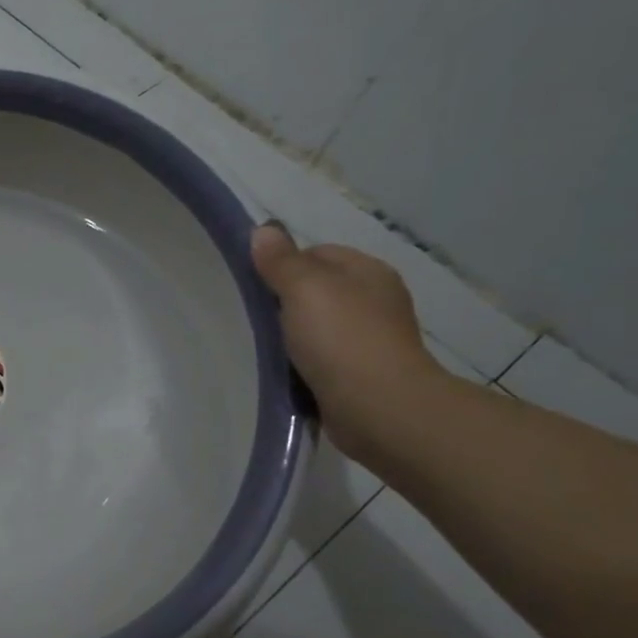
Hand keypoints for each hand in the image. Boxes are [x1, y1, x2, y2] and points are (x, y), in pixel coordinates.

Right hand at [250, 223, 449, 465]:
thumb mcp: (304, 289)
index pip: (318, 254)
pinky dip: (305, 364)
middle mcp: (376, 301)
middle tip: (258, 320)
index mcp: (368, 272)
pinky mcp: (363, 374)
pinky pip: (324, 359)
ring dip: (295, 337)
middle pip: (318, 291)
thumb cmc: (342, 339)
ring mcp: (372, 340)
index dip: (285, 265)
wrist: (379, 408)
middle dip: (287, 303)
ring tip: (268, 349)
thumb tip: (264, 229)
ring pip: (319, 327)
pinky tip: (288, 373)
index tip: (259, 288)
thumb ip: (281, 260)